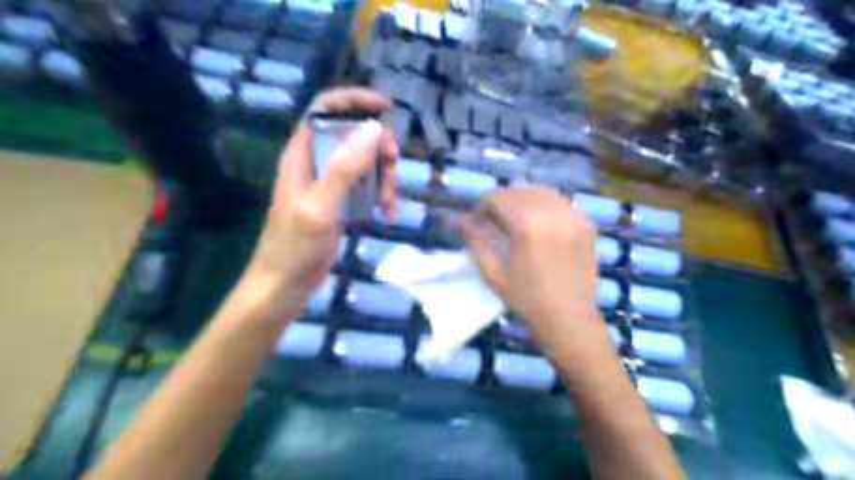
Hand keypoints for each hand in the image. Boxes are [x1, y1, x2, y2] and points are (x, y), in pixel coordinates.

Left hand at [230, 87, 400, 330]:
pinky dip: (380, 196)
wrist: (284, 287)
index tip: (387, 109)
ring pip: (365, 162)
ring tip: (389, 205)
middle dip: (379, 148)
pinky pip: (367, 186)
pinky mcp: (340, 202)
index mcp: (303, 154)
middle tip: (394, 166)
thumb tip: (375, 129)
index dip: (355, 100)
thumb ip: (345, 168)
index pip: (326, 108)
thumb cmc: (293, 248)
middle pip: (354, 135)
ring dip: (384, 177)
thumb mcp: (319, 207)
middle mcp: (316, 162)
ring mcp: (330, 183)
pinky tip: (385, 214)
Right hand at [461, 187, 606, 354]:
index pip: (497, 198)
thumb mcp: (492, 272)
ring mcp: (573, 215)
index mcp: (527, 224)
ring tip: (515, 219)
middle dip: (501, 201)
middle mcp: (552, 212)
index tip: (478, 220)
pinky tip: (538, 222)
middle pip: (518, 190)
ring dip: (522, 199)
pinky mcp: (585, 223)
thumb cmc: (526, 298)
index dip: (482, 206)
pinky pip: (559, 202)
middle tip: (494, 220)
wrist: (569, 317)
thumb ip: (475, 240)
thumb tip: (457, 219)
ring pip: (540, 191)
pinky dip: (544, 205)